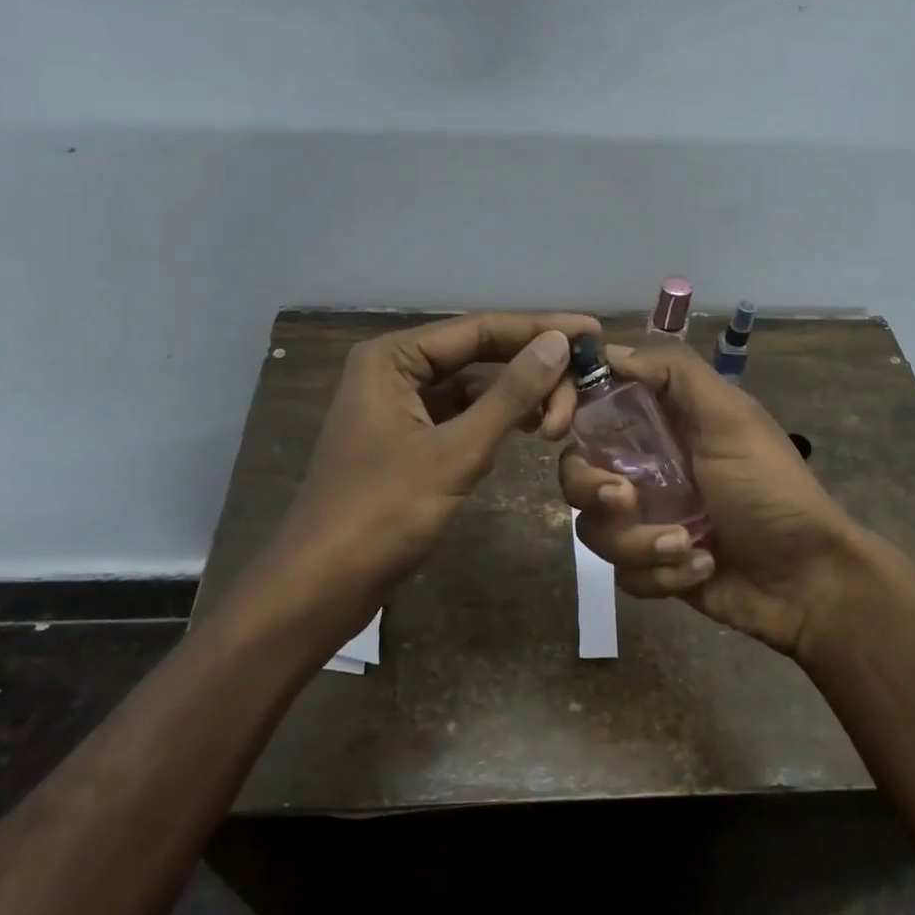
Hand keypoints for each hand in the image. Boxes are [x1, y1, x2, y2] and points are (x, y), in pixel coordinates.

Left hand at [273, 311, 600, 629]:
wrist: (321, 586)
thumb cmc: (383, 513)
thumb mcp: (456, 451)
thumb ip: (510, 394)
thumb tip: (558, 343)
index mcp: (393, 357)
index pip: (480, 328)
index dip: (540, 328)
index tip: (593, 333)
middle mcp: (393, 370)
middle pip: (478, 354)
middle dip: (532, 370)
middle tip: (584, 393)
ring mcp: (398, 407)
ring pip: (472, 387)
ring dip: (517, 398)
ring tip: (560, 420)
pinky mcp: (406, 441)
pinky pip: (460, 417)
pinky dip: (495, 422)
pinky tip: (527, 432)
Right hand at [558, 341, 883, 656]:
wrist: (806, 579)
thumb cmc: (769, 487)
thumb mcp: (731, 417)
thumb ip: (676, 373)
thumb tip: (610, 352)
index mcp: (660, 424)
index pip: (591, 404)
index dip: (566, 407)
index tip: (559, 423)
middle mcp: (644, 466)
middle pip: (576, 471)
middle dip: (594, 489)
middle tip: (625, 499)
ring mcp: (646, 518)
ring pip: (595, 528)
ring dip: (640, 542)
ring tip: (689, 546)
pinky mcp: (651, 565)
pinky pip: (623, 572)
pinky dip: (661, 573)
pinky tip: (703, 567)